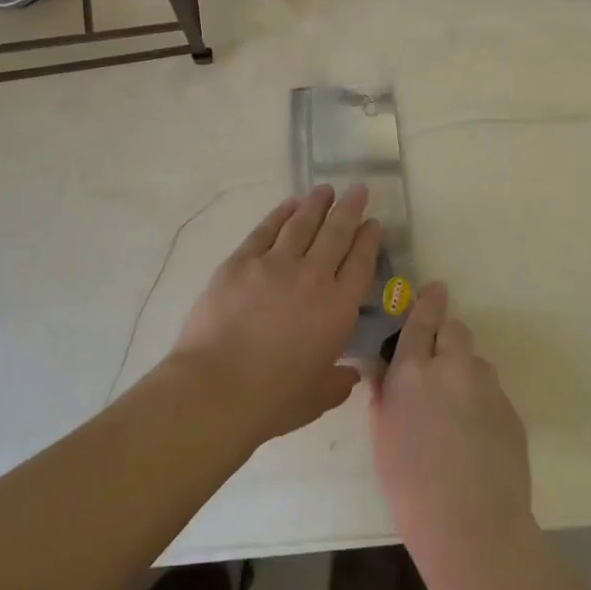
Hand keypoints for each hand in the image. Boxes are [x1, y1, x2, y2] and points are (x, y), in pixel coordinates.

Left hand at [169, 185, 380, 445]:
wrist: (217, 388)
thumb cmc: (273, 400)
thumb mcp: (317, 398)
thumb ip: (338, 382)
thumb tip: (350, 374)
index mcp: (338, 308)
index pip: (361, 262)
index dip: (369, 240)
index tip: (373, 224)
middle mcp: (313, 276)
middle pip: (336, 233)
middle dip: (350, 209)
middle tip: (358, 190)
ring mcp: (275, 264)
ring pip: (302, 223)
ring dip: (316, 204)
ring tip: (325, 189)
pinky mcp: (241, 262)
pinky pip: (266, 229)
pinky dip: (280, 213)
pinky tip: (289, 204)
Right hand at [369, 283, 539, 589]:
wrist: (473, 527)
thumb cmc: (410, 487)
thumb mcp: (383, 437)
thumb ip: (385, 394)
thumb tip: (387, 371)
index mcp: (413, 372)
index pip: (421, 321)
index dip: (428, 302)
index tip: (436, 287)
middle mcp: (453, 368)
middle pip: (455, 330)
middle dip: (446, 336)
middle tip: (437, 363)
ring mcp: (487, 387)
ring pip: (475, 363)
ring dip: (464, 373)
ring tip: (456, 413)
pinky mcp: (511, 410)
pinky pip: (492, 393)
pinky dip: (481, 402)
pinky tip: (475, 437)